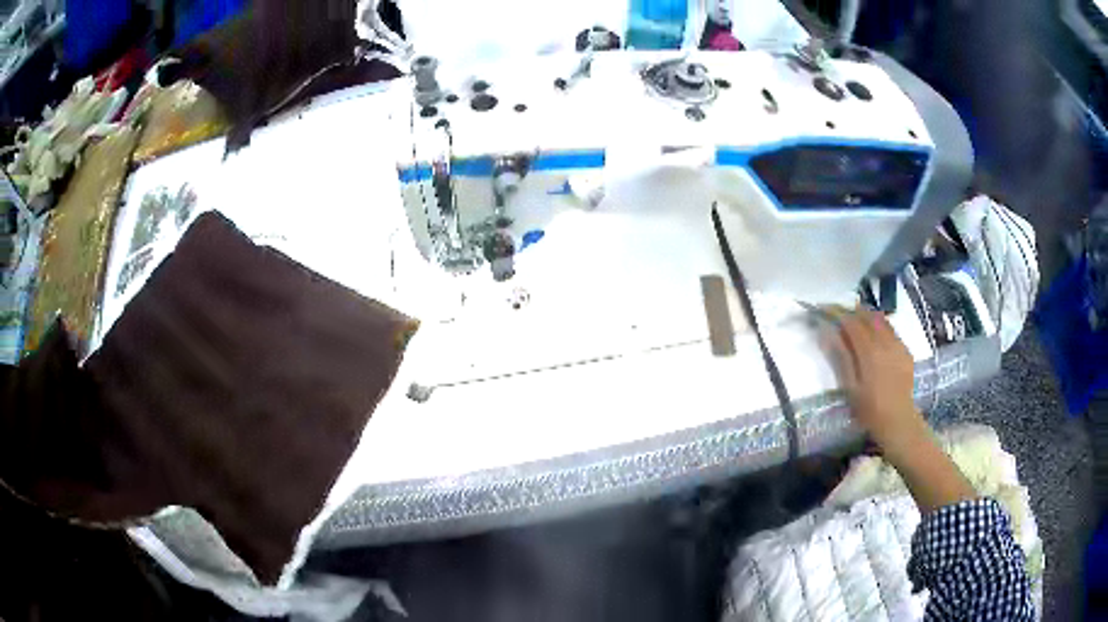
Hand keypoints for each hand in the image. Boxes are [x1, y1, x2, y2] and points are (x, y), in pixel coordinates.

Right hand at [826, 308, 927, 460]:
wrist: (899, 421)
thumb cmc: (870, 409)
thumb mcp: (850, 387)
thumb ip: (840, 356)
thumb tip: (826, 331)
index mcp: (869, 351)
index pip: (850, 321)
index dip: (835, 312)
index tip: (822, 309)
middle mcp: (885, 341)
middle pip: (865, 315)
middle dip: (849, 310)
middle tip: (835, 313)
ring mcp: (897, 343)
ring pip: (879, 318)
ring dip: (864, 314)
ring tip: (852, 318)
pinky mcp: (905, 349)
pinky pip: (890, 328)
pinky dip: (877, 323)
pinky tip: (872, 333)